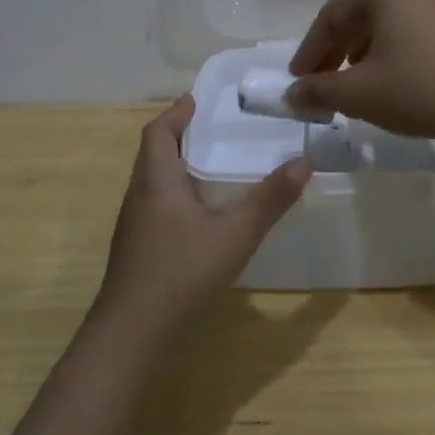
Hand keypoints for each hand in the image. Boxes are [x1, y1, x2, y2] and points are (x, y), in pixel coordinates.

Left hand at [94, 96, 309, 338]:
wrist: (131, 335)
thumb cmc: (180, 274)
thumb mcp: (234, 235)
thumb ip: (270, 200)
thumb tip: (303, 162)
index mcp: (156, 181)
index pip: (158, 132)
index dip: (176, 113)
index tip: (197, 99)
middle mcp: (140, 196)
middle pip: (155, 153)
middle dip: (181, 136)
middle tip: (216, 128)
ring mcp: (135, 226)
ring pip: (155, 182)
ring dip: (180, 166)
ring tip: (216, 165)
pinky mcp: (138, 250)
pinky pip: (158, 206)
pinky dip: (179, 195)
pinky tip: (204, 214)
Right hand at [286, 0, 434, 143]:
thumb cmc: (419, 90)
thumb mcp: (359, 93)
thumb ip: (318, 90)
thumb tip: (290, 94)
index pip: (331, 16)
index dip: (309, 52)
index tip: (296, 82)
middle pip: (358, 16)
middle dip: (334, 53)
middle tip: (320, 86)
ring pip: (384, 23)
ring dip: (360, 53)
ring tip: (352, 86)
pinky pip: (409, 29)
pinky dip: (389, 51)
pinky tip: (388, 80)